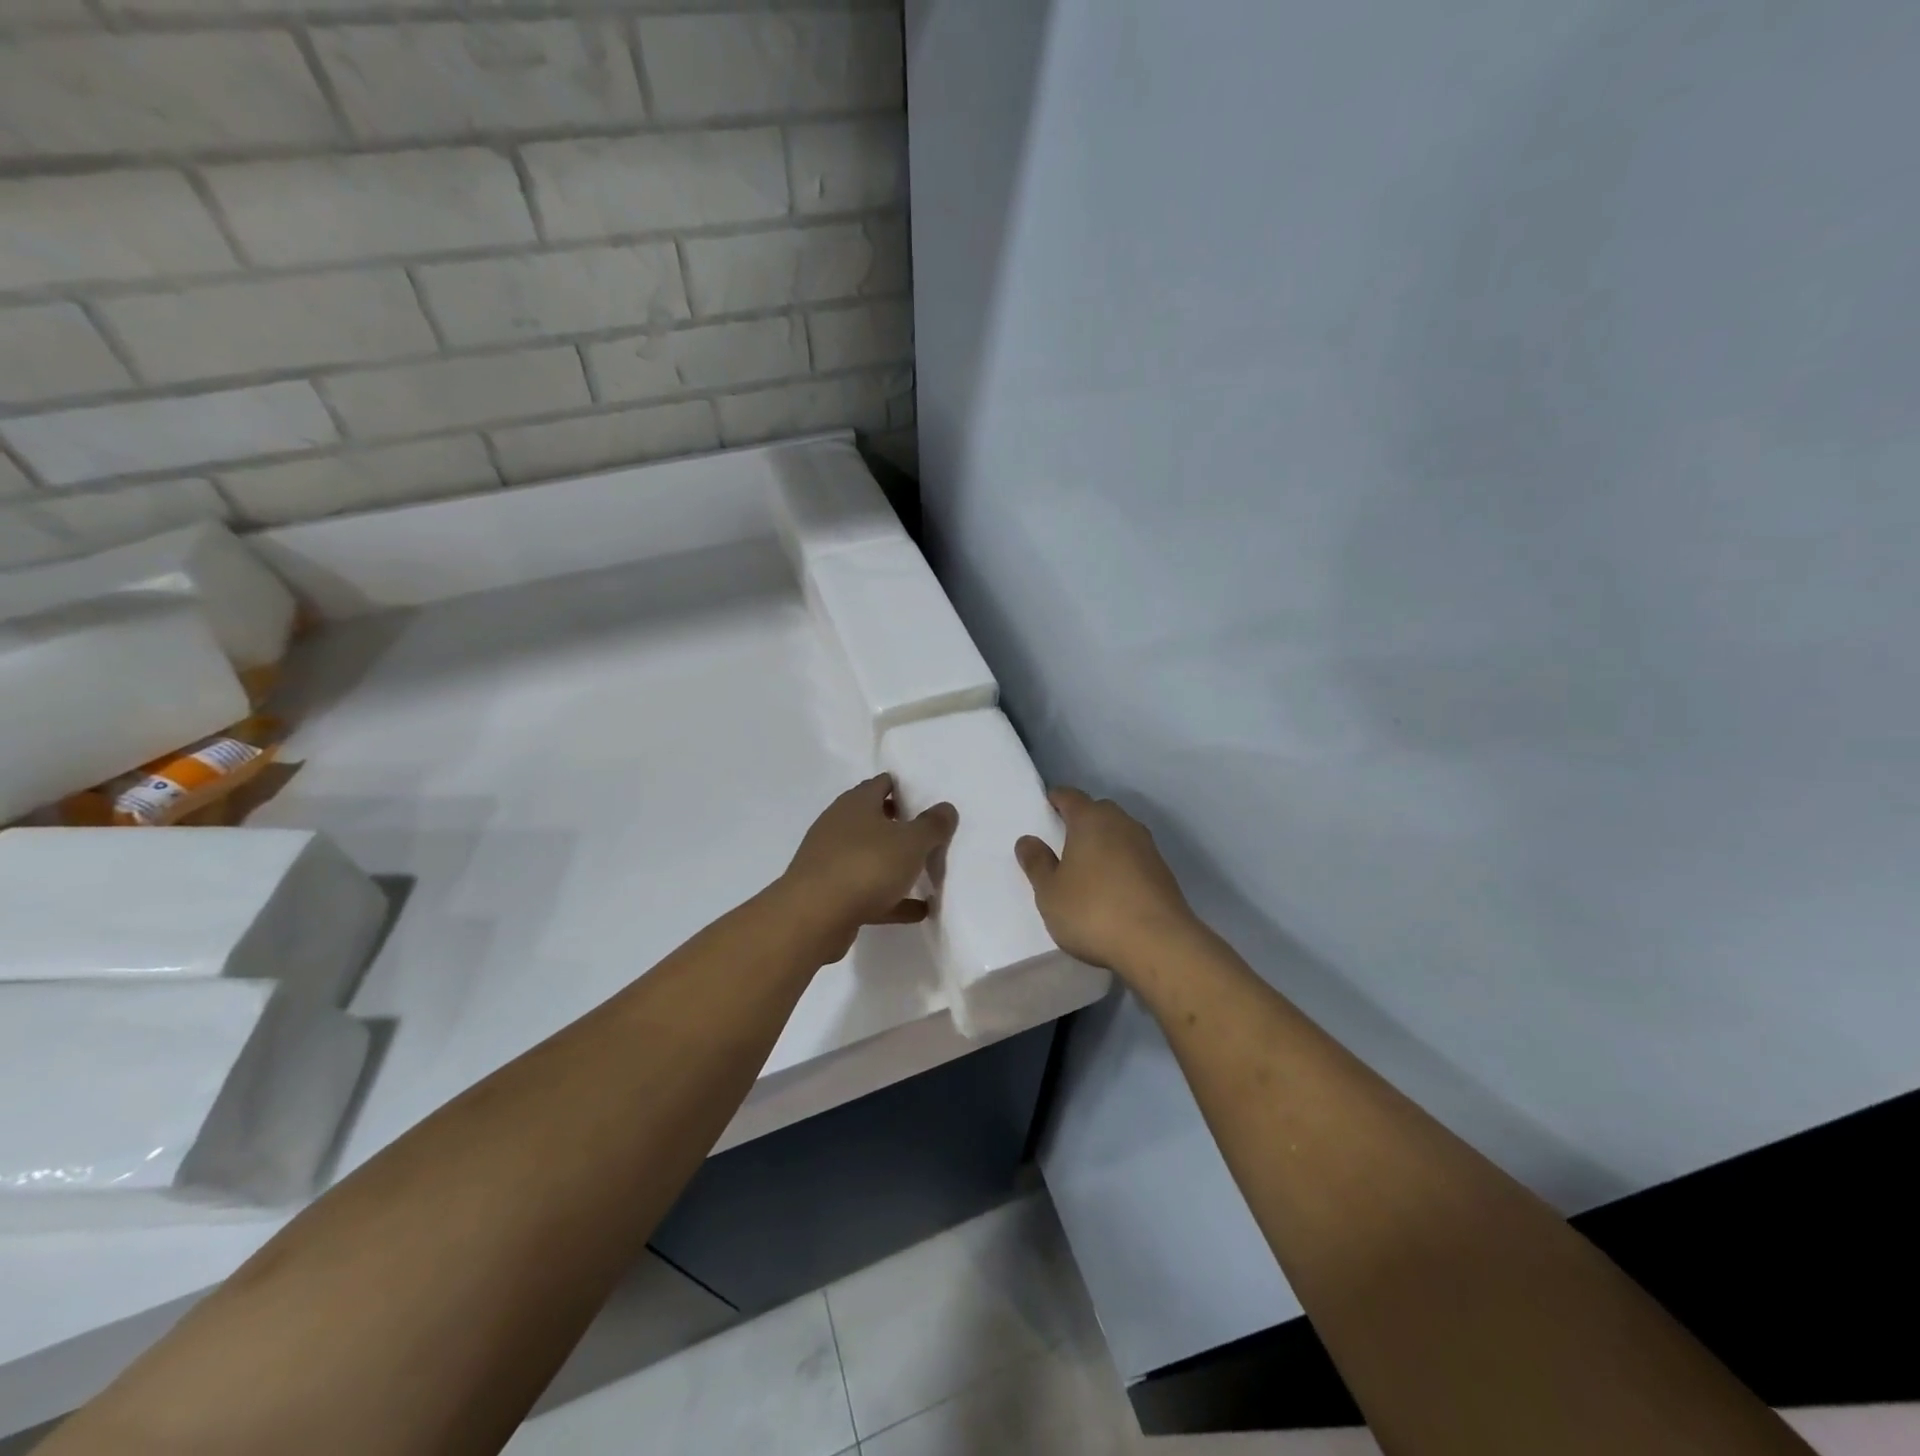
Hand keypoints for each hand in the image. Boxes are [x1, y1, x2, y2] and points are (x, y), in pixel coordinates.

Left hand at [781, 774, 958, 961]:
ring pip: (870, 856)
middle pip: (874, 819)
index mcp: (856, 804)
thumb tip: (946, 808)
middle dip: (900, 825)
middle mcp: (839, 826)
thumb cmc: (866, 866)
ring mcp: (831, 860)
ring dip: (895, 864)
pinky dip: (891, 897)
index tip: (928, 800)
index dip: (904, 788)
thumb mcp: (911, 842)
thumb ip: (933, 825)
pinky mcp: (830, 893)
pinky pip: (868, 891)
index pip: (881, 784)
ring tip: (926, 873)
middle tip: (929, 835)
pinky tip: (917, 910)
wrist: (813, 918)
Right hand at [1015, 788, 1198, 972]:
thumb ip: (1036, 863)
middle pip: (1098, 811)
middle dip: (1081, 821)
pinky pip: (1134, 857)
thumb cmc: (1093, 911)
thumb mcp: (1050, 892)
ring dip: (1103, 843)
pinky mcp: (1163, 872)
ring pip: (1118, 833)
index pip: (1070, 796)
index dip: (1056, 800)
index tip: (1045, 809)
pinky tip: (1111, 888)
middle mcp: (1122, 823)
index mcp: (1091, 819)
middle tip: (1062, 842)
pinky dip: (1120, 864)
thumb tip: (1028, 840)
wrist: (1159, 944)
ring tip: (1086, 868)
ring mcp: (1147, 847)